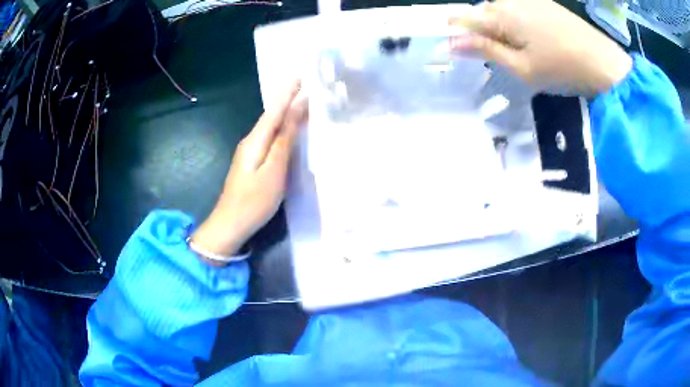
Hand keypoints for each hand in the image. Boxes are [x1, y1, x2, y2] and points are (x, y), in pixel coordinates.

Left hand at [191, 81, 306, 263]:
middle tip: (305, 85)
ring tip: (301, 101)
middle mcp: (250, 141)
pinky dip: (281, 129)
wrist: (230, 225)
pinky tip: (288, 130)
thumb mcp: (274, 170)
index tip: (301, 76)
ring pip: (270, 126)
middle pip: (271, 115)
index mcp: (256, 140)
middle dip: (287, 99)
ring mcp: (249, 152)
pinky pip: (269, 138)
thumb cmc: (254, 200)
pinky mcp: (251, 162)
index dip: (288, 93)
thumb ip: (285, 139)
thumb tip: (296, 110)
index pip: (275, 110)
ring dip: (284, 113)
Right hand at [449, 0, 632, 95]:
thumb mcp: (522, 67)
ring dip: (503, 28)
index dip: (456, 36)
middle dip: (485, 33)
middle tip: (508, 58)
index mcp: (500, 14)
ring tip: (526, 50)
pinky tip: (537, 38)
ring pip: (500, 10)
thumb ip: (485, 51)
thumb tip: (450, 44)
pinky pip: (518, 8)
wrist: (603, 61)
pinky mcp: (542, 0)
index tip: (464, 53)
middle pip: (482, 13)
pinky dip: (518, 22)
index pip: (461, 18)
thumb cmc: (562, 69)